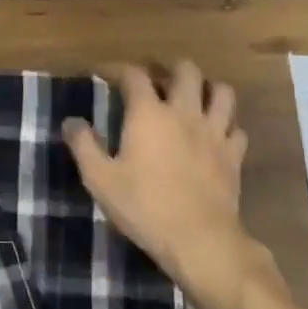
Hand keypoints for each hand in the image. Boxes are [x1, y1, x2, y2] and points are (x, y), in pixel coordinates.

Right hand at [63, 60, 273, 298]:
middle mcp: (184, 112)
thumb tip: (71, 121)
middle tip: (157, 81)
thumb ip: (83, 145)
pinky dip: (226, 125)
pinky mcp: (234, 155)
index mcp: (148, 114)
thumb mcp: (99, 179)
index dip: (118, 69)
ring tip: (194, 100)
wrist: (199, 239)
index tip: (105, 74)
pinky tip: (215, 136)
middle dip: (170, 69)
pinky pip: (236, 128)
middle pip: (186, 71)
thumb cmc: (143, 206)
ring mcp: (214, 132)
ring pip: (222, 92)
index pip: (134, 75)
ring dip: (207, 90)